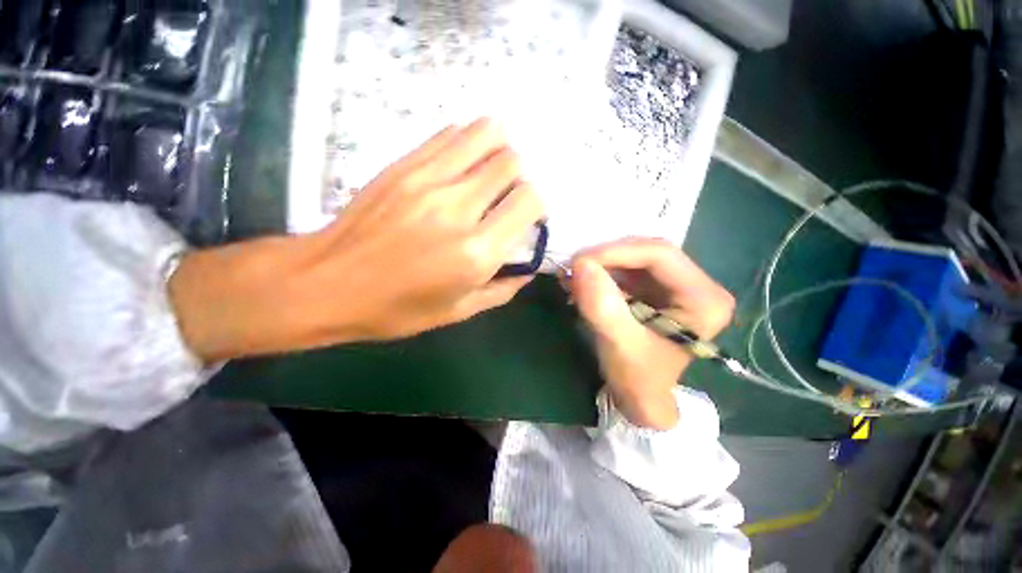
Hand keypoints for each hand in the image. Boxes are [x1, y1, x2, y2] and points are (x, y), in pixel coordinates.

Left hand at [170, 119, 543, 361]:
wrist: (327, 283)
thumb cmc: (397, 308)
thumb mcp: (459, 311)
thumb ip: (503, 289)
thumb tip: (527, 268)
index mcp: (476, 252)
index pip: (529, 201)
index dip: (536, 206)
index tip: (525, 218)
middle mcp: (458, 209)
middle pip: (512, 162)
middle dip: (519, 179)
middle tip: (506, 198)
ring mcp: (428, 180)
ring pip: (486, 135)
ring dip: (498, 152)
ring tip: (488, 175)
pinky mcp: (404, 165)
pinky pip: (451, 134)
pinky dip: (468, 144)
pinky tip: (461, 166)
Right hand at [569, 238, 734, 429]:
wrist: (639, 396)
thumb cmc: (637, 378)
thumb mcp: (618, 345)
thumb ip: (602, 306)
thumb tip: (581, 265)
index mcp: (705, 300)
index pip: (660, 255)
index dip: (616, 252)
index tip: (580, 262)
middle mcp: (698, 284)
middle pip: (648, 251)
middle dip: (607, 257)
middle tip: (574, 268)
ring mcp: (677, 284)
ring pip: (635, 256)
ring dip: (602, 263)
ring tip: (574, 275)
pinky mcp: (657, 288)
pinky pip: (627, 267)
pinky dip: (603, 271)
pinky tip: (584, 281)